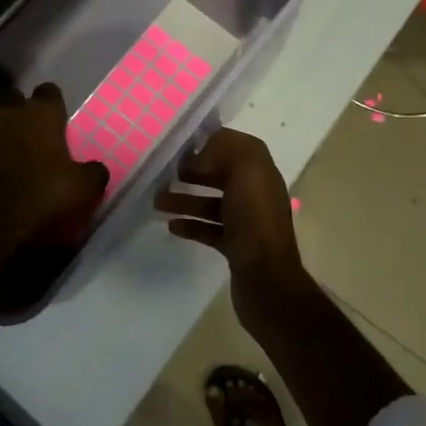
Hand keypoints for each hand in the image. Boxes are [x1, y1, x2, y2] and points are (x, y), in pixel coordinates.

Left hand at [0, 83, 108, 258]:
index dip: (54, 106)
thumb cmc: (40, 197)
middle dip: (24, 115)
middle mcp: (7, 112)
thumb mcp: (82, 189)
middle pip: (17, 102)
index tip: (59, 122)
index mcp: (40, 114)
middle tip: (35, 138)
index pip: (49, 92)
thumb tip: (98, 168)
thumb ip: (93, 172)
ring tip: (11, 157)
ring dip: (1, 134)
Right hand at [156, 129, 311, 332]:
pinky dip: (191, 224)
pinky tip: (171, 225)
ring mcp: (246, 222)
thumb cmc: (255, 222)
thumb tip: (200, 155)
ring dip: (185, 199)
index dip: (210, 143)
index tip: (182, 146)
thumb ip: (226, 152)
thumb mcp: (246, 173)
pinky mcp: (235, 247)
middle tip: (164, 174)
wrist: (268, 282)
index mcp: (261, 172)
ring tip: (157, 201)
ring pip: (211, 202)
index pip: (236, 146)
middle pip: (220, 175)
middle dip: (192, 172)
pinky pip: (209, 229)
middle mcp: (256, 194)